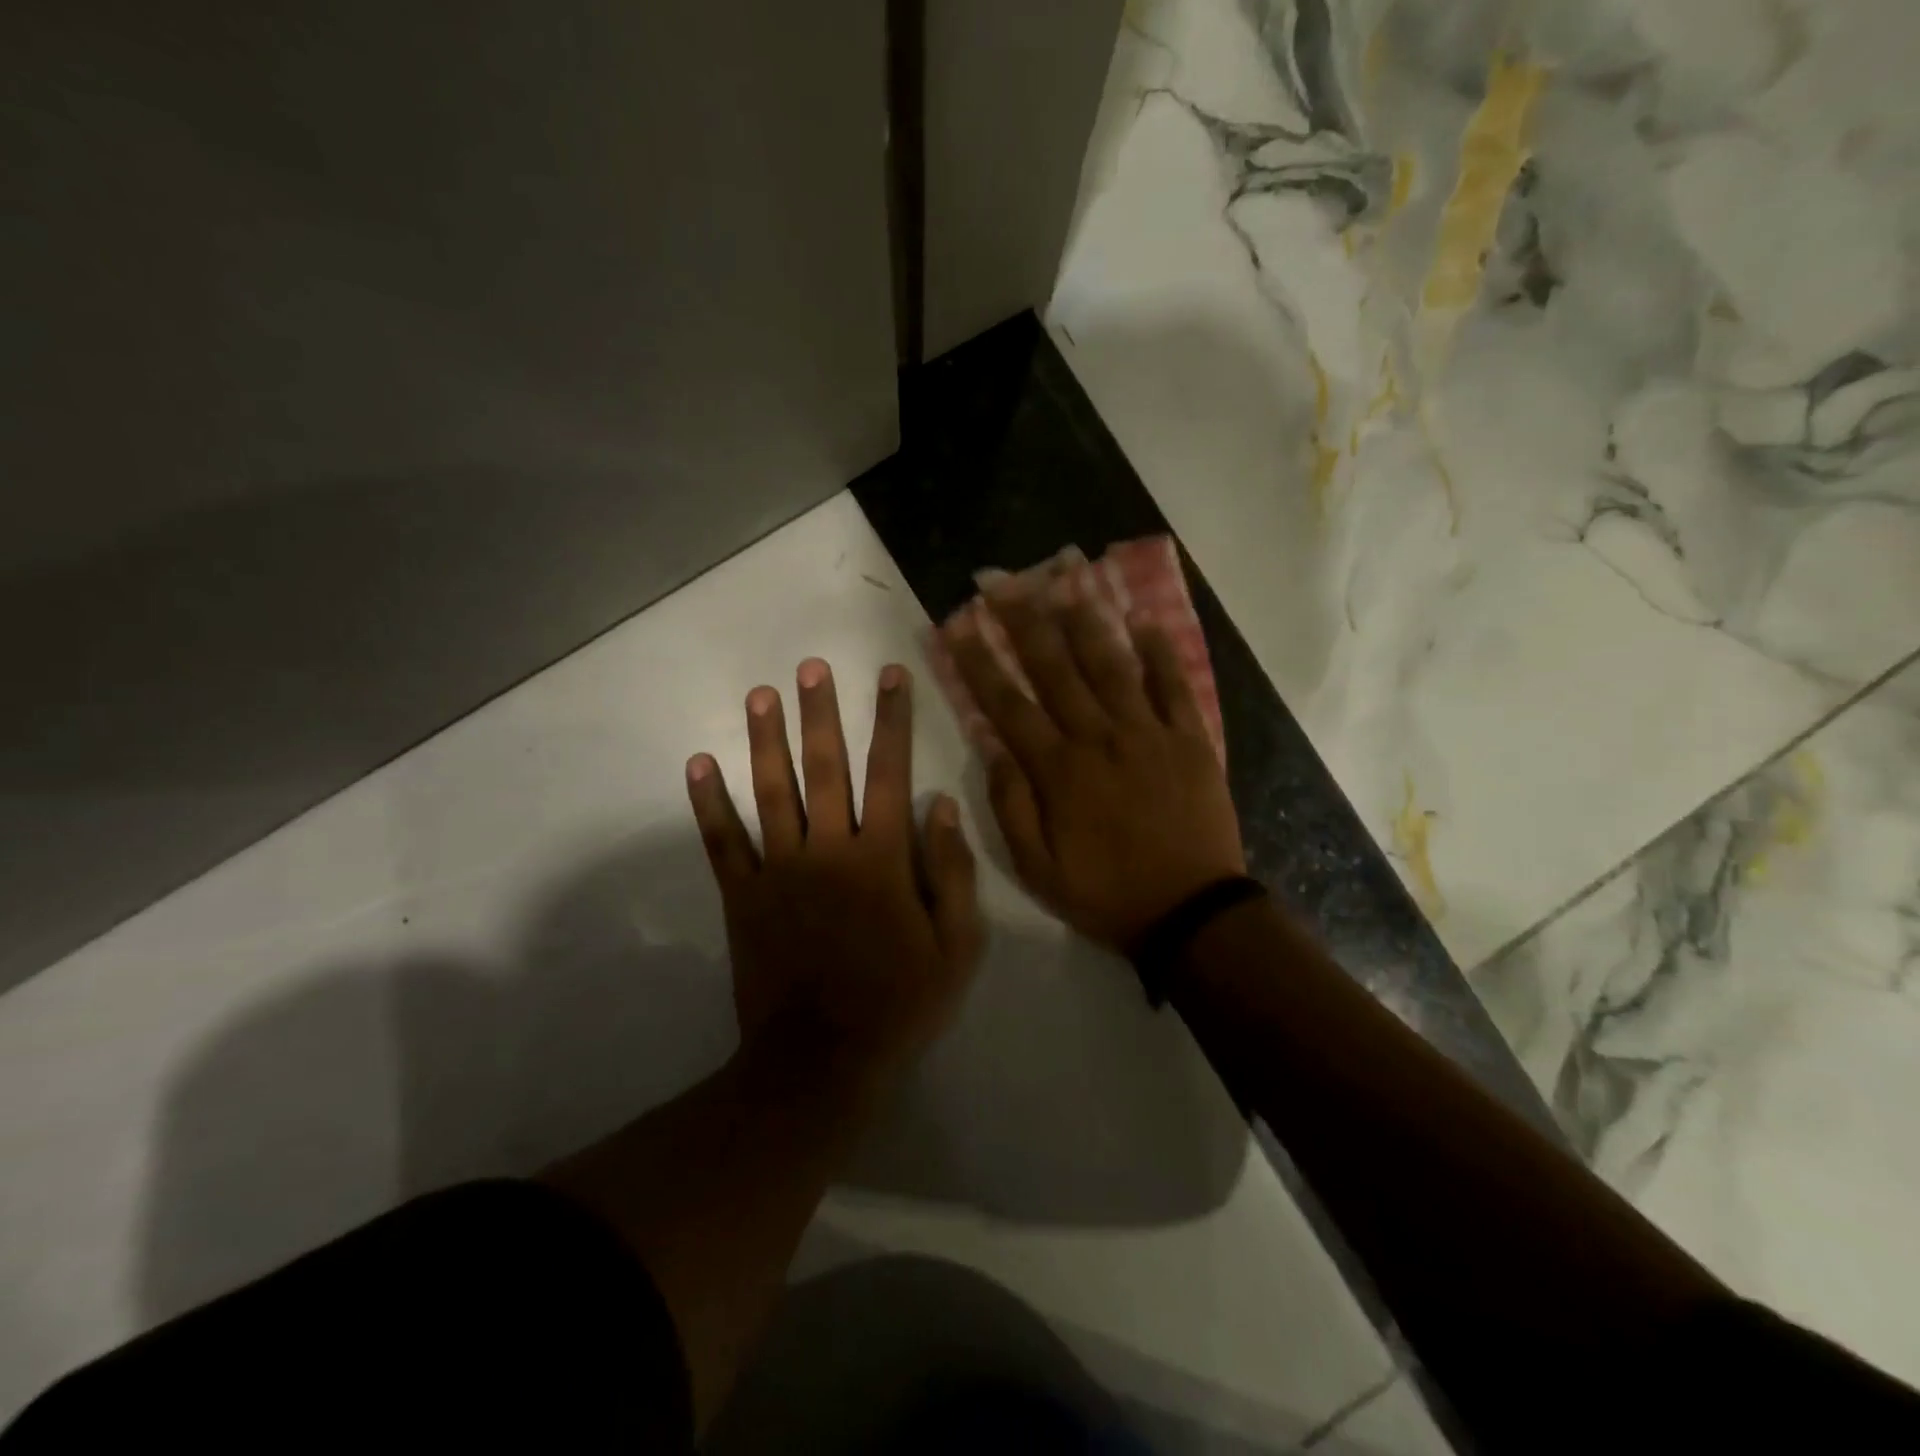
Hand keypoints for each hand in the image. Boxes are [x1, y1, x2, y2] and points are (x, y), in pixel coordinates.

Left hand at [685, 659, 982, 1094]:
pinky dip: (709, 803)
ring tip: (761, 694)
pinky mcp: (743, 896)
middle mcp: (828, 849)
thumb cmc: (899, 1001)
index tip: (891, 675)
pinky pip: (722, 842)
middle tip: (812, 667)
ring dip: (765, 739)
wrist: (823, 1060)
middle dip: (821, 713)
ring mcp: (779, 870)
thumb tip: (944, 807)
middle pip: (825, 767)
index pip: (890, 772)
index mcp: (881, 857)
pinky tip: (697, 765)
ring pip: (771, 791)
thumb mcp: (955, 946)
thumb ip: (953, 873)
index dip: (892, 720)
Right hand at [941, 571, 1244, 950]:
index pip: (1007, 703)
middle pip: (1055, 668)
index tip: (957, 623)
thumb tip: (991, 745)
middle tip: (1002, 581)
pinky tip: (1143, 617)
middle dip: (1023, 621)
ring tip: (1065, 577)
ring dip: (1085, 620)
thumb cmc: (1106, 893)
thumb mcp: (1037, 868)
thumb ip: (1010, 805)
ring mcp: (1148, 733)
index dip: (978, 660)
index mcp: (1058, 770)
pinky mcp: (1190, 739)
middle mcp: (1099, 738)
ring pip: (1111, 664)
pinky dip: (1160, 650)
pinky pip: (1174, 685)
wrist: (1190, 912)